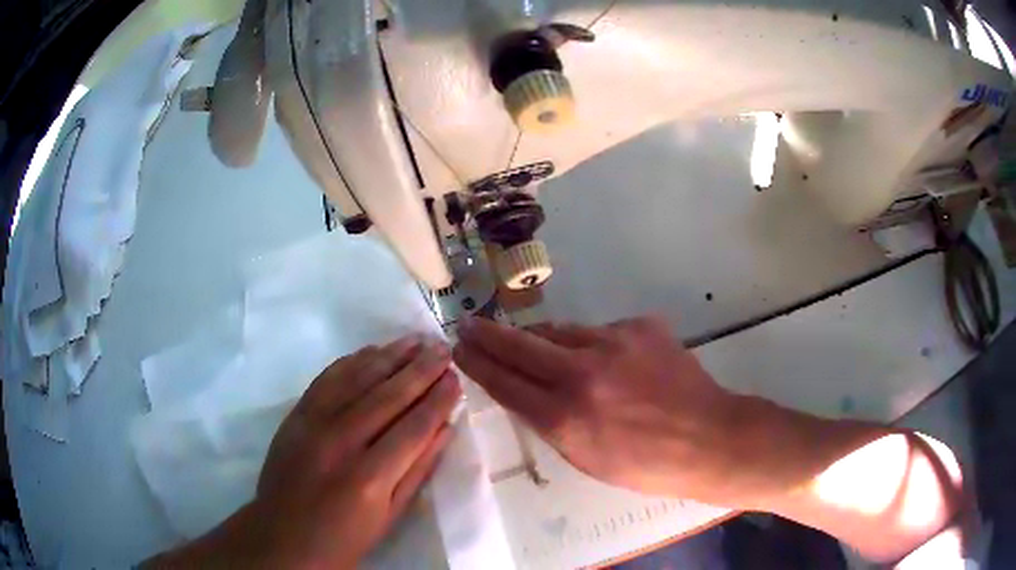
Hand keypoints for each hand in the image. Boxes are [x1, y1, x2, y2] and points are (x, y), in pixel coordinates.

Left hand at [147, 335, 460, 567]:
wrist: (282, 535)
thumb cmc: (344, 537)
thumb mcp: (389, 516)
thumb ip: (418, 470)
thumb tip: (444, 429)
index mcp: (369, 478)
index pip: (413, 427)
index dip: (438, 400)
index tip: (456, 378)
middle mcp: (340, 443)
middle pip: (387, 396)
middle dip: (420, 370)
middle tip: (443, 348)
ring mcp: (312, 424)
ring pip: (357, 379)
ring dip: (390, 356)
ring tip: (416, 340)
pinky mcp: (295, 415)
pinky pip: (327, 379)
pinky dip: (352, 361)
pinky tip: (372, 351)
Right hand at [452, 316, 773, 505]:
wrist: (708, 438)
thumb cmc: (645, 465)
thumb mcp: (585, 459)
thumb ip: (550, 423)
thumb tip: (526, 393)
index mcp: (565, 417)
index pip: (504, 382)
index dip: (477, 365)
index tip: (460, 351)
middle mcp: (583, 373)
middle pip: (519, 344)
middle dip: (488, 335)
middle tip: (469, 326)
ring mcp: (615, 342)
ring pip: (559, 330)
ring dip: (540, 339)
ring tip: (531, 344)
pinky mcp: (641, 326)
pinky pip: (601, 331)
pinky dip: (593, 345)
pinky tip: (608, 363)